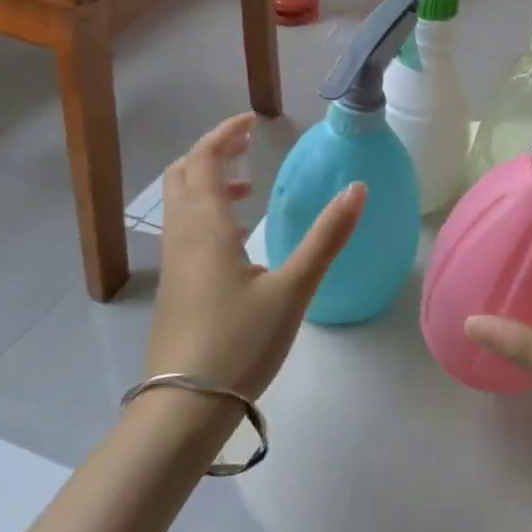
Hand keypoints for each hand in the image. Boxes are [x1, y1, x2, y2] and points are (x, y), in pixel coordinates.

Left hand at [147, 114, 364, 399]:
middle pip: (183, 176)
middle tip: (247, 145)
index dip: (223, 134)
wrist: (184, 409)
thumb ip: (326, 238)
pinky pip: (183, 229)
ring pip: (179, 204)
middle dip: (212, 152)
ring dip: (206, 183)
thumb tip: (357, 189)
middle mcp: (182, 237)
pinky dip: (204, 212)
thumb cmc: (240, 343)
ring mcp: (174, 264)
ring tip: (246, 189)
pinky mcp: (175, 287)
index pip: (202, 160)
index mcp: (206, 229)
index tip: (253, 122)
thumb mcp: (293, 289)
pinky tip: (236, 237)